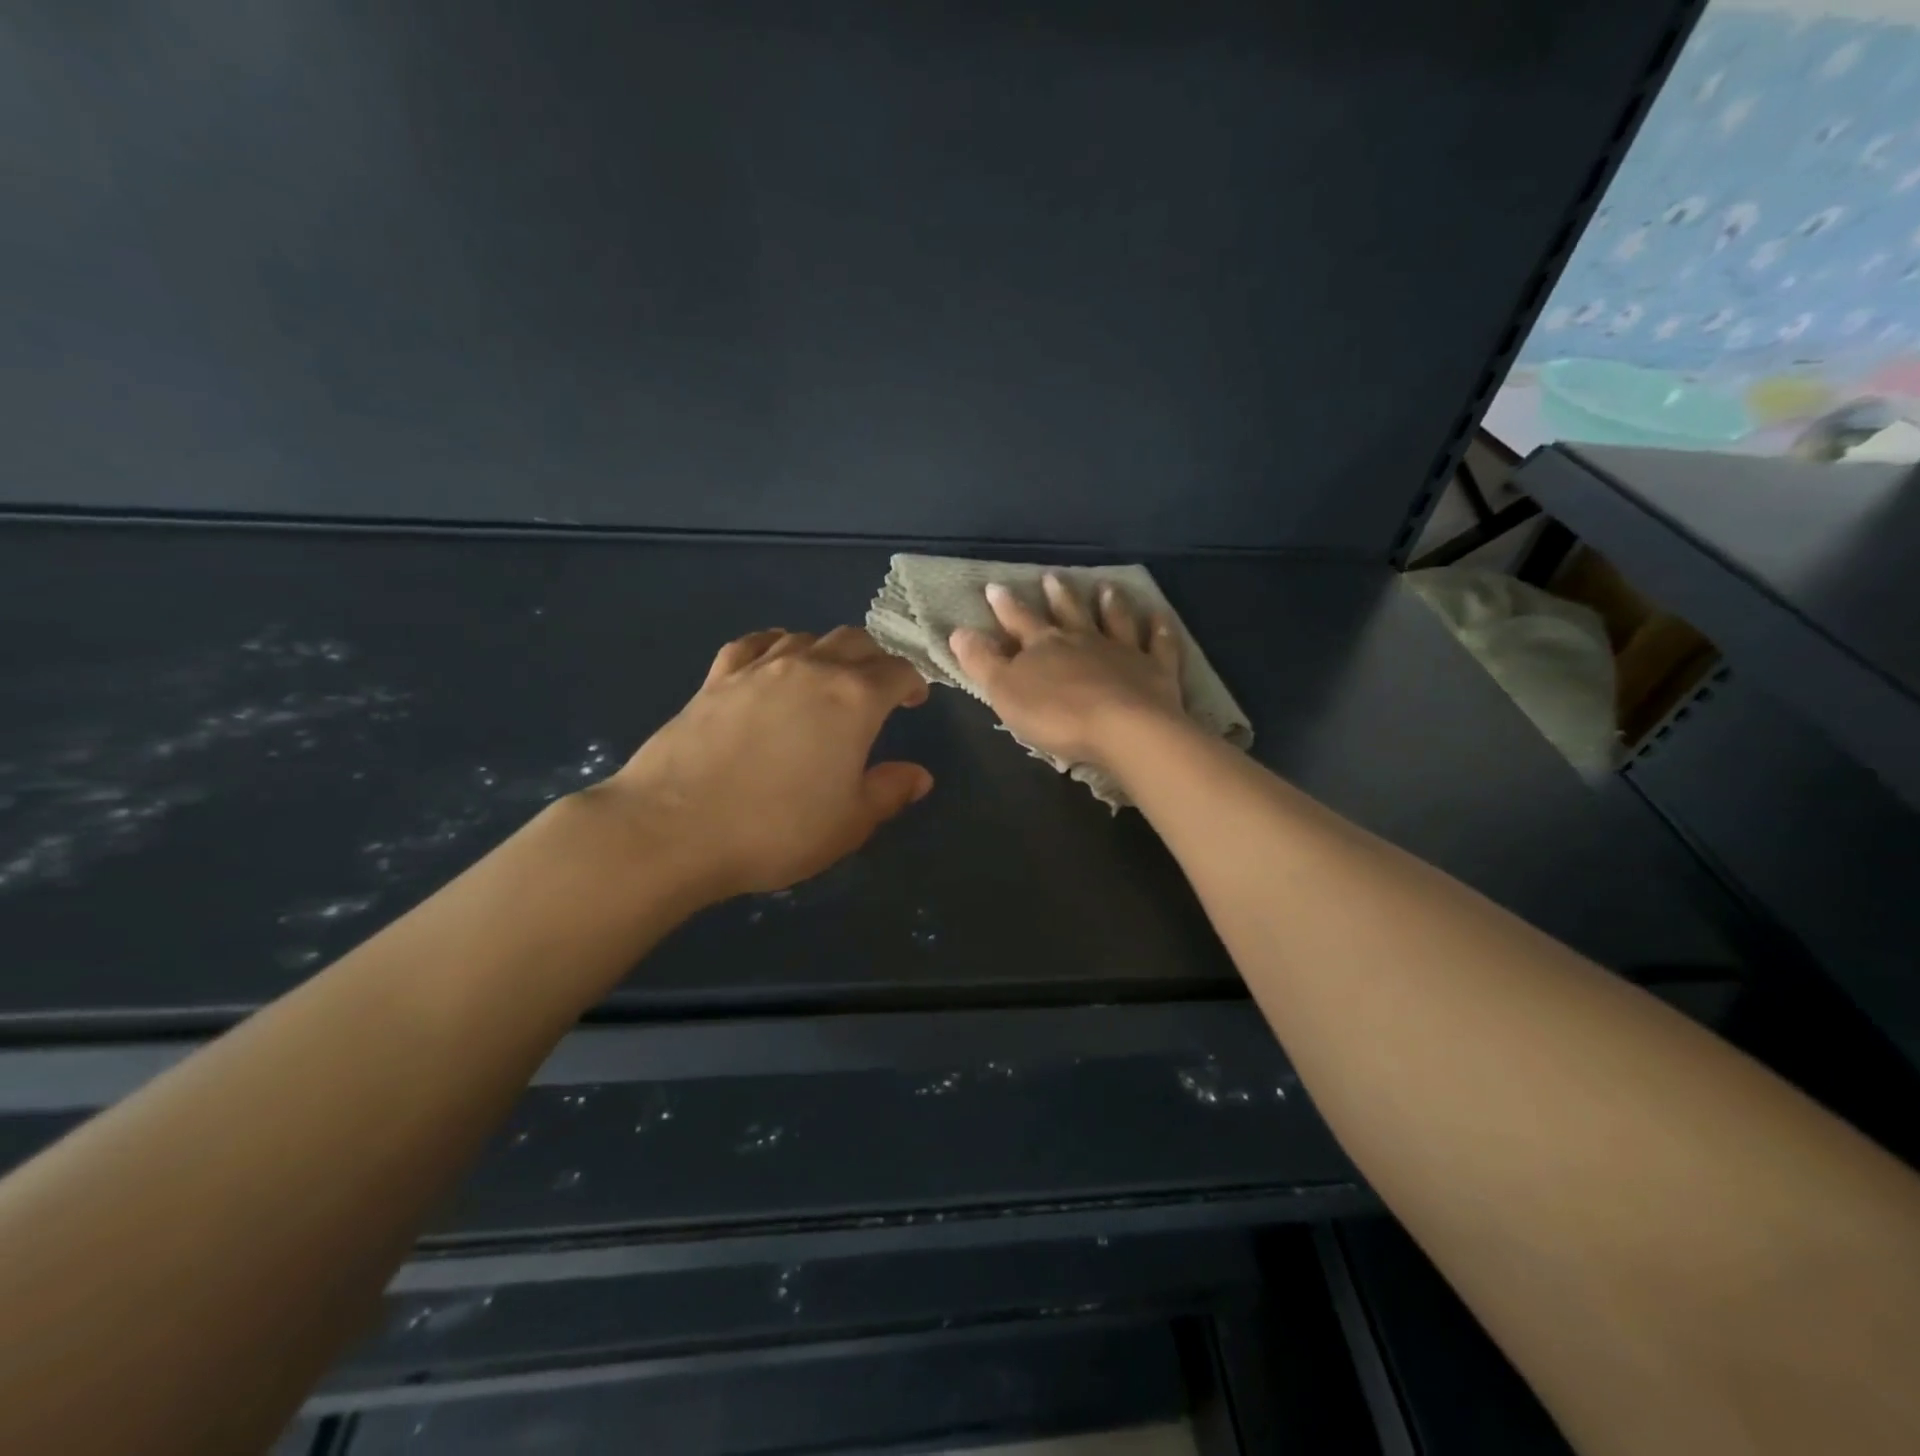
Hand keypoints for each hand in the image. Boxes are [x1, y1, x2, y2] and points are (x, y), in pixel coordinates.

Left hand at [600, 627, 932, 900]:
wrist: (673, 829)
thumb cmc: (776, 830)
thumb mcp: (849, 823)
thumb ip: (889, 792)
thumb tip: (919, 776)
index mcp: (853, 699)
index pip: (897, 671)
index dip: (913, 682)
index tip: (915, 701)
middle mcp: (811, 669)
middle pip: (855, 641)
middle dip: (875, 659)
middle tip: (879, 689)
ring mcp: (759, 668)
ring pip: (806, 637)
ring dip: (829, 651)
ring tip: (829, 678)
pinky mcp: (717, 678)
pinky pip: (755, 644)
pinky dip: (776, 645)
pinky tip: (775, 660)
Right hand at [948, 574, 1183, 769]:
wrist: (1124, 729)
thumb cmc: (1057, 714)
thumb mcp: (1005, 692)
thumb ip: (982, 662)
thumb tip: (958, 631)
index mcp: (1044, 646)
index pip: (1019, 621)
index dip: (1005, 606)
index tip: (994, 587)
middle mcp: (1083, 640)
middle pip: (1068, 613)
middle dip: (1057, 595)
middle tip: (1052, 576)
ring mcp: (1123, 651)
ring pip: (1114, 620)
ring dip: (1109, 603)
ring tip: (1106, 587)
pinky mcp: (1156, 670)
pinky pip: (1158, 644)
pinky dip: (1159, 629)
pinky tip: (1160, 616)